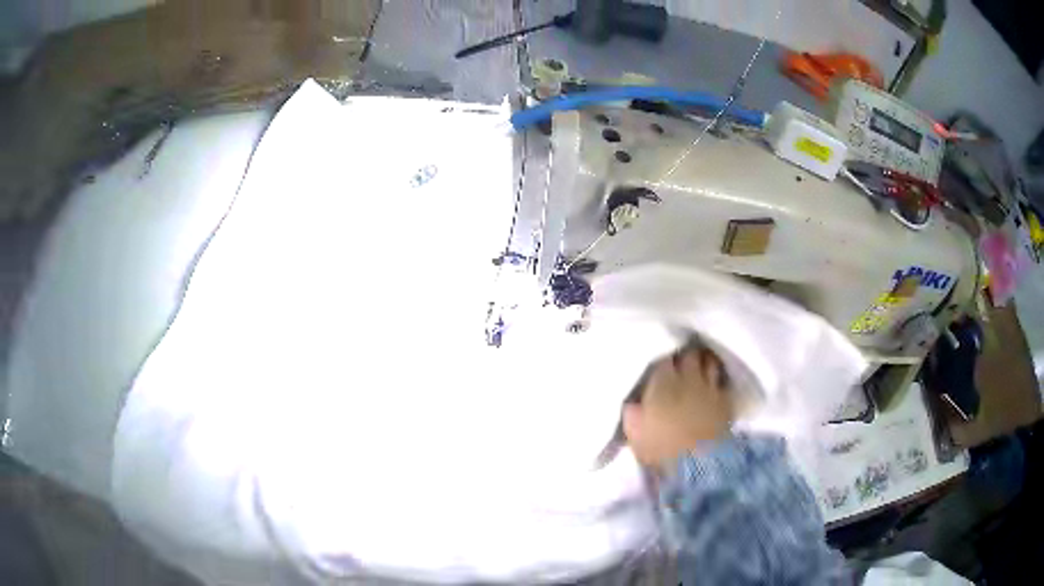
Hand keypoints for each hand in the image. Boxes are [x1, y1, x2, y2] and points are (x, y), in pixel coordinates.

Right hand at [622, 348, 733, 472]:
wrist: (698, 464)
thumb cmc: (661, 449)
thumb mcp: (634, 433)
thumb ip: (632, 412)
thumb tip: (633, 402)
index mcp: (662, 383)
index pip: (663, 358)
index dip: (661, 360)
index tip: (659, 366)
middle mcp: (688, 377)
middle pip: (689, 355)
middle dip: (685, 356)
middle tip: (680, 362)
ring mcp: (710, 387)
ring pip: (710, 362)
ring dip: (704, 362)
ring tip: (700, 366)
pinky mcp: (726, 401)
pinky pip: (723, 382)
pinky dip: (718, 381)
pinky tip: (715, 385)